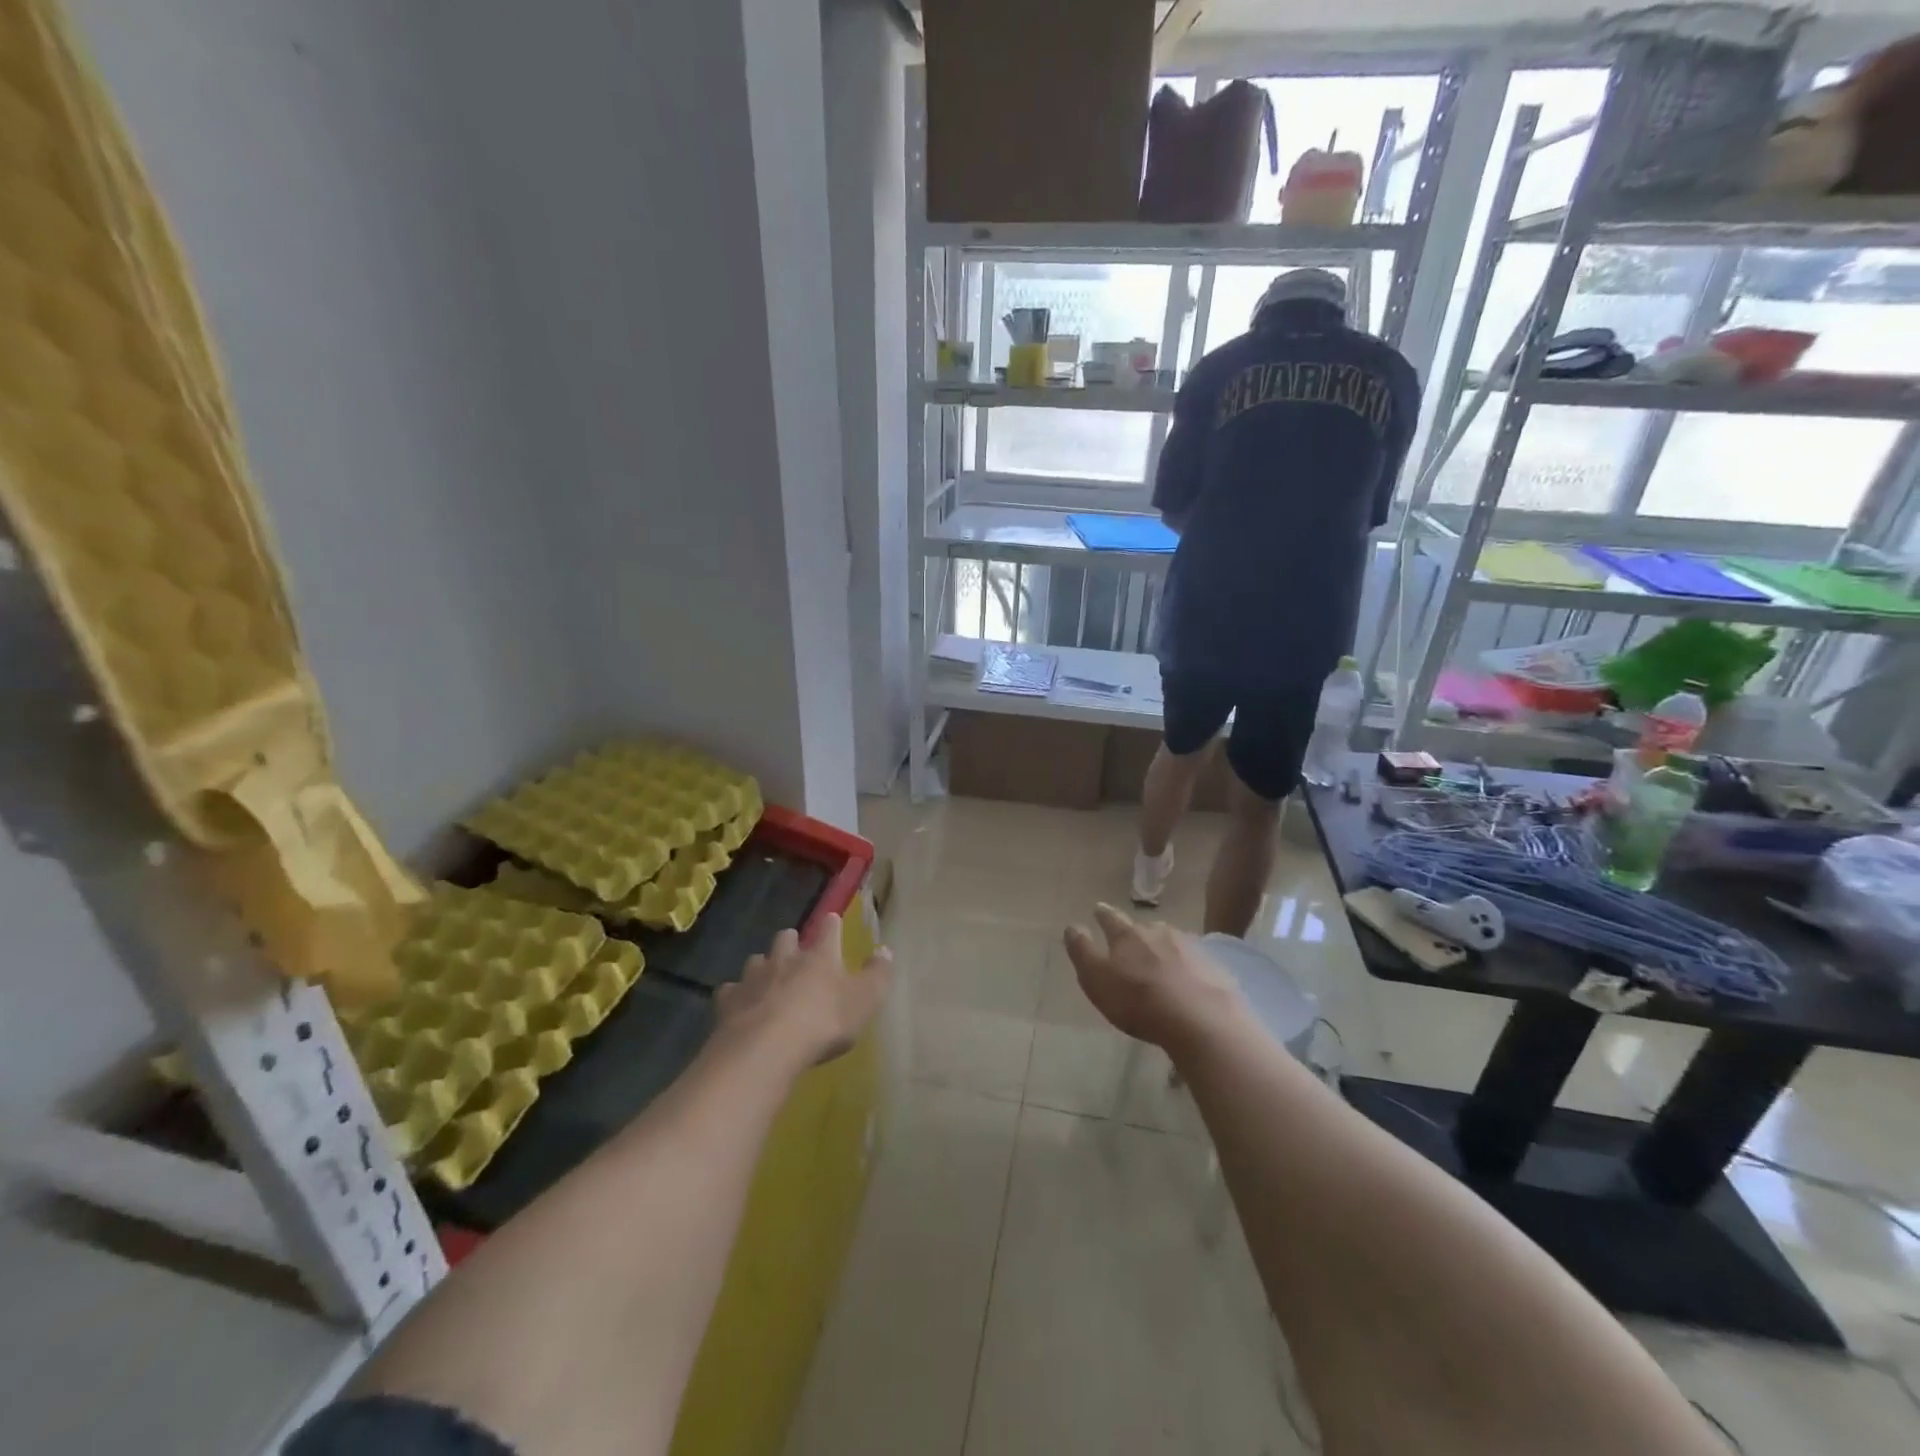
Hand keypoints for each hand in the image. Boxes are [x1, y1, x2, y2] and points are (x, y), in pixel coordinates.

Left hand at [715, 914, 891, 1068]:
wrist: (766, 1048)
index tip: (833, 921)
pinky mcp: (728, 1001)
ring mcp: (753, 977)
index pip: (829, 929)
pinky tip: (740, 1007)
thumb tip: (885, 950)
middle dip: (791, 942)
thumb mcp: (865, 1000)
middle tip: (796, 953)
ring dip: (763, 967)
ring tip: (768, 981)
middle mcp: (785, 958)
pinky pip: (730, 991)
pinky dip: (736, 996)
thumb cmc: (823, 1021)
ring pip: (756, 960)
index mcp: (820, 955)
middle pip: (786, 937)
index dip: (832, 925)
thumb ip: (878, 974)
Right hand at [1063, 904, 1242, 1053]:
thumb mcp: (1097, 980)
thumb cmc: (1140, 1002)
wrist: (1203, 1020)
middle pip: (1142, 928)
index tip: (1098, 909)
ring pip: (1169, 941)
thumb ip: (1082, 952)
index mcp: (1127, 935)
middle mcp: (1157, 931)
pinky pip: (1193, 960)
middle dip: (1134, 933)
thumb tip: (1072, 926)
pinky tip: (1186, 980)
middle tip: (1129, 943)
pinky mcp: (1213, 965)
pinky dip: (1185, 965)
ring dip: (1161, 948)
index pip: (1110, 918)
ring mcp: (1189, 946)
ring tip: (1159, 962)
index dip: (1102, 914)